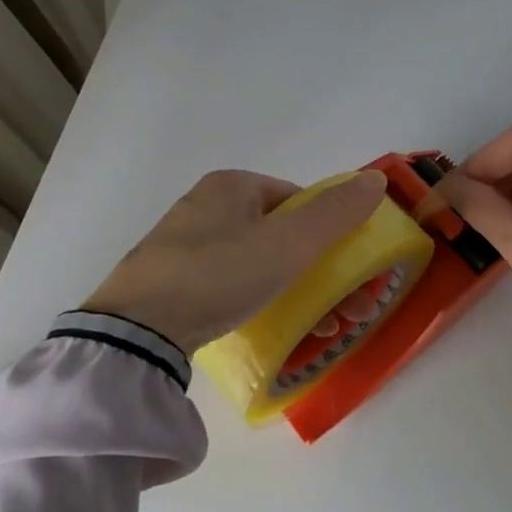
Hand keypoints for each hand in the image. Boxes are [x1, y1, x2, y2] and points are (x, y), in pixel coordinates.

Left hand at [83, 170, 386, 352]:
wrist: (136, 330)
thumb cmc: (219, 275)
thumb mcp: (288, 244)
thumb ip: (336, 213)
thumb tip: (375, 181)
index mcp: (232, 185)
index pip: (299, 201)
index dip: (330, 235)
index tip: (347, 275)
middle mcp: (207, 205)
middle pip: (281, 234)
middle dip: (319, 272)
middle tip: (343, 312)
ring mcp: (184, 243)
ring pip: (257, 261)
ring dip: (295, 290)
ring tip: (319, 330)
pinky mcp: (170, 279)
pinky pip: (229, 282)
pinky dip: (256, 299)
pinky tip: (266, 326)